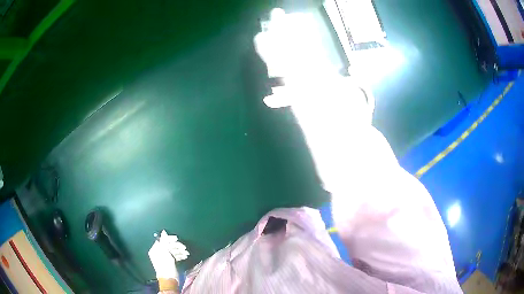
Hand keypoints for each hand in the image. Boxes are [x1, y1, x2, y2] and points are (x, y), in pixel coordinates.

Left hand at [148, 230, 188, 279]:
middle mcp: (158, 253)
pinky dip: (179, 255)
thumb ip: (164, 241)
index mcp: (155, 249)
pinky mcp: (169, 262)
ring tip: (186, 253)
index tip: (177, 239)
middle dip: (177, 246)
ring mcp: (164, 258)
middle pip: (168, 246)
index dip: (170, 239)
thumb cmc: (166, 265)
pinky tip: (184, 257)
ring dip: (179, 251)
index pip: (162, 240)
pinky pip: (174, 256)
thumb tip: (164, 232)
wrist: (169, 279)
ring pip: (172, 251)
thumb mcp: (164, 251)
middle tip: (184, 248)